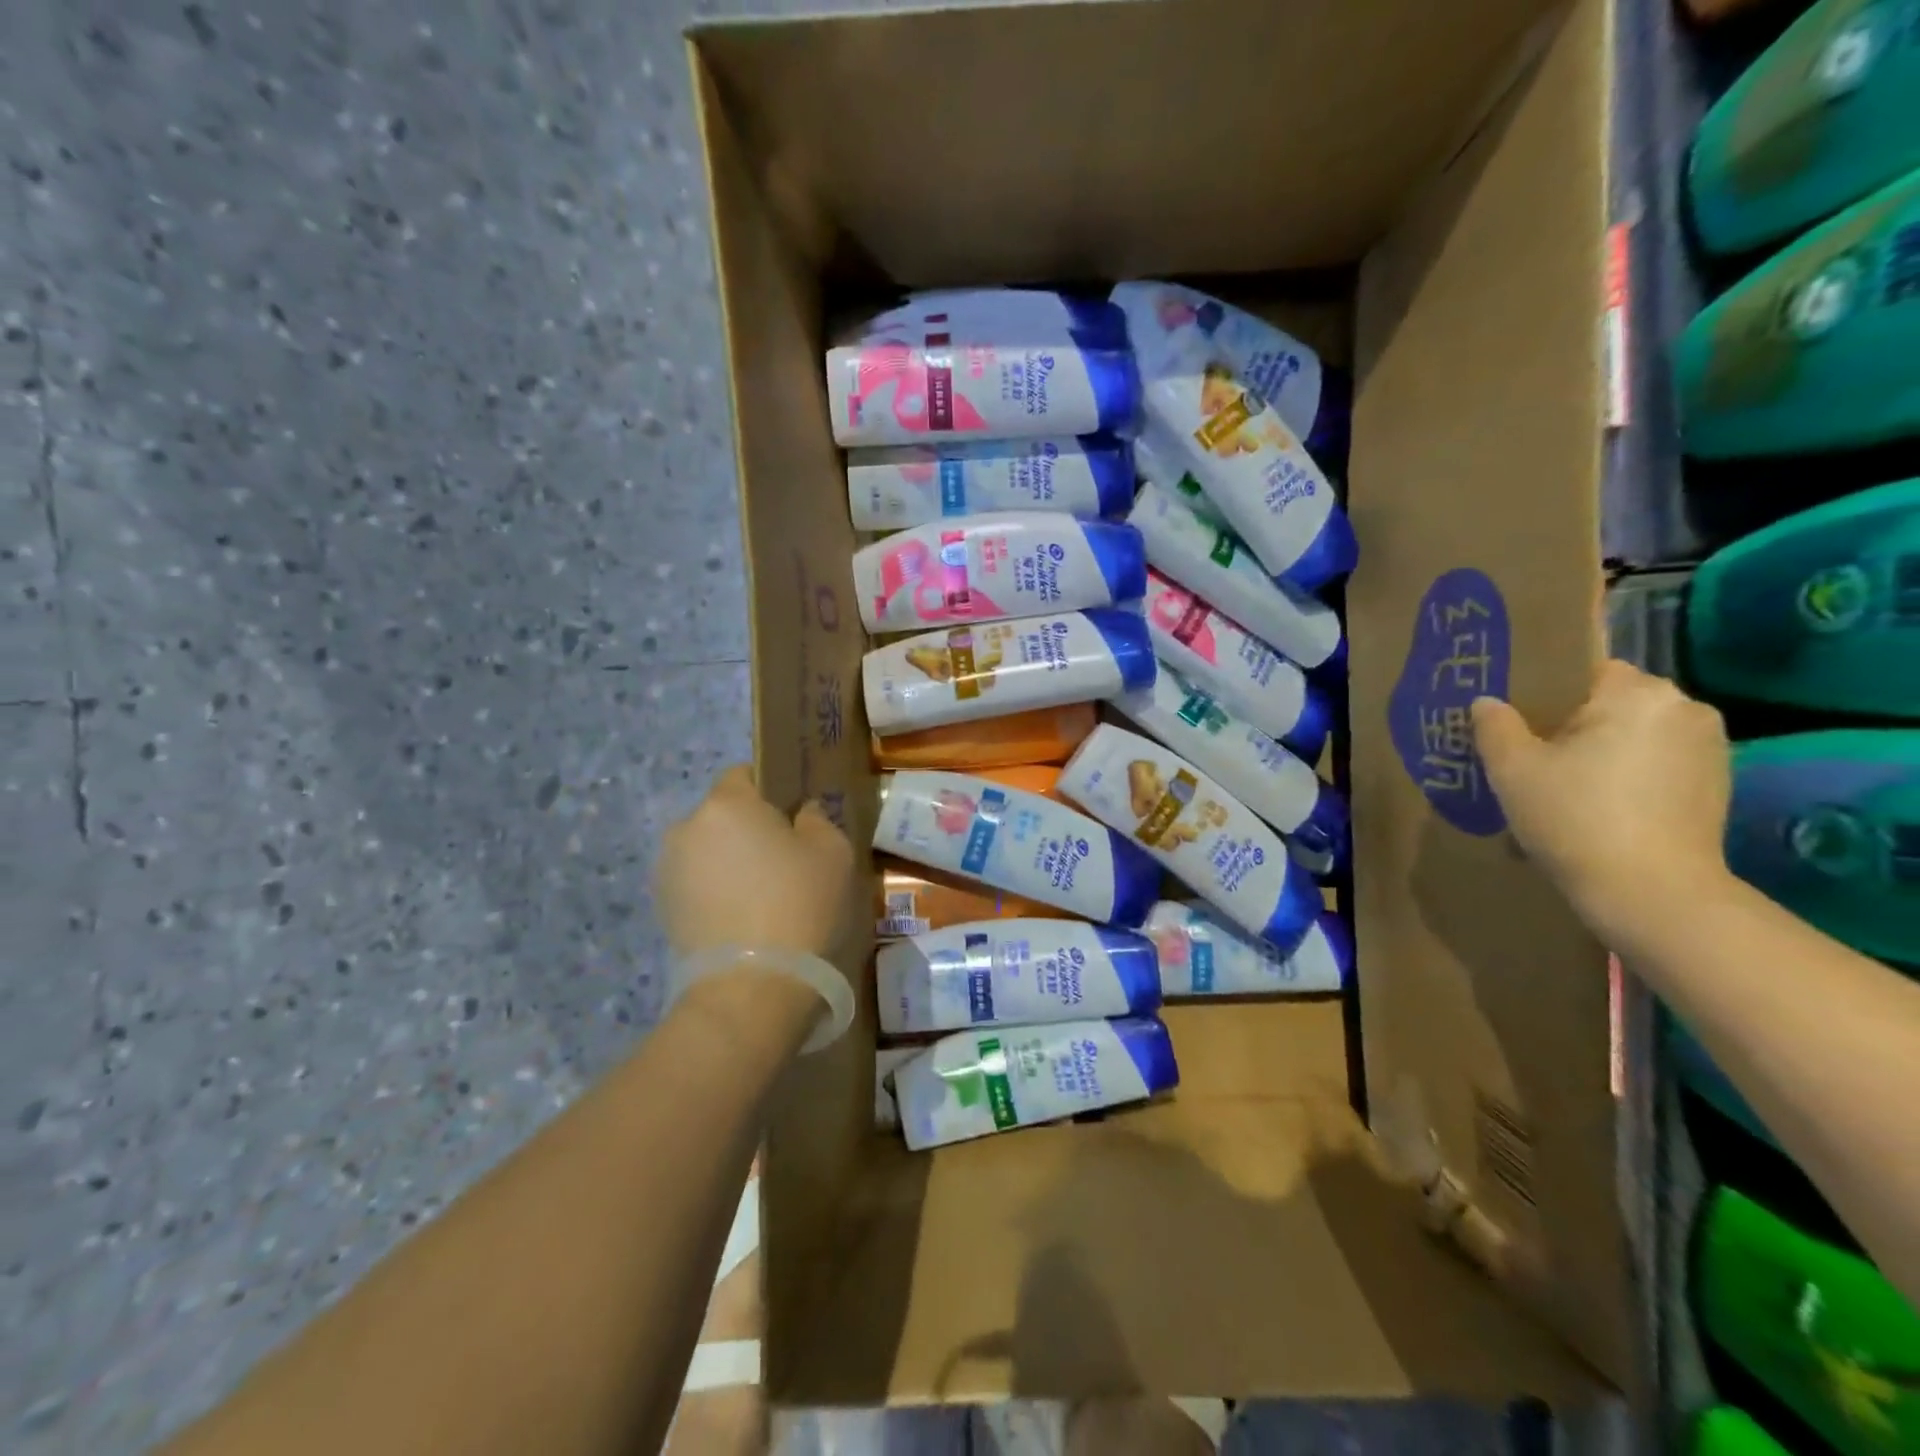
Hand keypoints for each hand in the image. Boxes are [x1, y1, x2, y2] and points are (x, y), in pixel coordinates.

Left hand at [655, 765, 854, 958]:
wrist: (751, 984)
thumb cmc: (799, 904)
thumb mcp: (833, 851)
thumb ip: (817, 818)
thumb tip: (802, 813)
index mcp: (726, 803)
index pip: (745, 774)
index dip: (771, 791)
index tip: (794, 818)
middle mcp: (686, 827)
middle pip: (724, 814)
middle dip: (749, 829)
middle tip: (783, 861)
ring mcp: (667, 869)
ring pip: (708, 850)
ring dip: (729, 861)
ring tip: (761, 896)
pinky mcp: (661, 908)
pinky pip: (696, 883)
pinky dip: (715, 891)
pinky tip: (741, 918)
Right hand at [1470, 661, 1732, 942]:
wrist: (1652, 893)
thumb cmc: (1575, 818)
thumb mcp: (1513, 769)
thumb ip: (1495, 725)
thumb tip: (1488, 703)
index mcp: (1637, 693)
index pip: (1582, 670)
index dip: (1542, 692)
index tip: (1514, 721)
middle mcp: (1685, 708)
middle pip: (1609, 702)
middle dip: (1570, 724)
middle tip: (1530, 758)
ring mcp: (1709, 748)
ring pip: (1632, 734)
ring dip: (1599, 751)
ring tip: (1560, 787)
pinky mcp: (1716, 784)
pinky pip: (1655, 762)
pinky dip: (1625, 775)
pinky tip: (1597, 808)